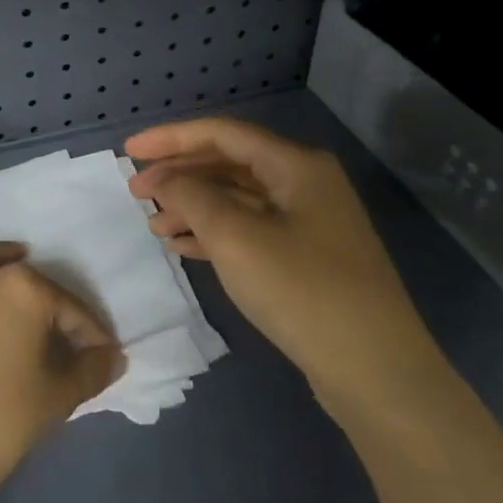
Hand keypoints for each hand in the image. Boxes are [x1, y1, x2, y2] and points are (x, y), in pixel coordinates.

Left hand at [0, 243, 124, 502]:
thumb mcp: (57, 398)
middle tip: (57, 335)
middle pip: (24, 281)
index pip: (68, 307)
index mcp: (21, 287)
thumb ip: (91, 369)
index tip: (99, 353)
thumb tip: (111, 356)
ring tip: (11, 296)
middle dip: (46, 305)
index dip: (89, 332)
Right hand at [125, 118, 440, 405]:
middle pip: (229, 164)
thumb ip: (191, 197)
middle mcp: (305, 184)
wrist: (374, 369)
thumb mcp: (235, 237)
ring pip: (238, 199)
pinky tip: (184, 247)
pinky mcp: (307, 257)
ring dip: (193, 207)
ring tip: (154, 227)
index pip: (222, 134)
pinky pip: (250, 229)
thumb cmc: (301, 291)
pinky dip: (214, 233)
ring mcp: (309, 222)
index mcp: (295, 165)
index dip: (170, 138)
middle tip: (136, 192)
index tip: (128, 152)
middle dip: (180, 174)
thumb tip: (164, 178)